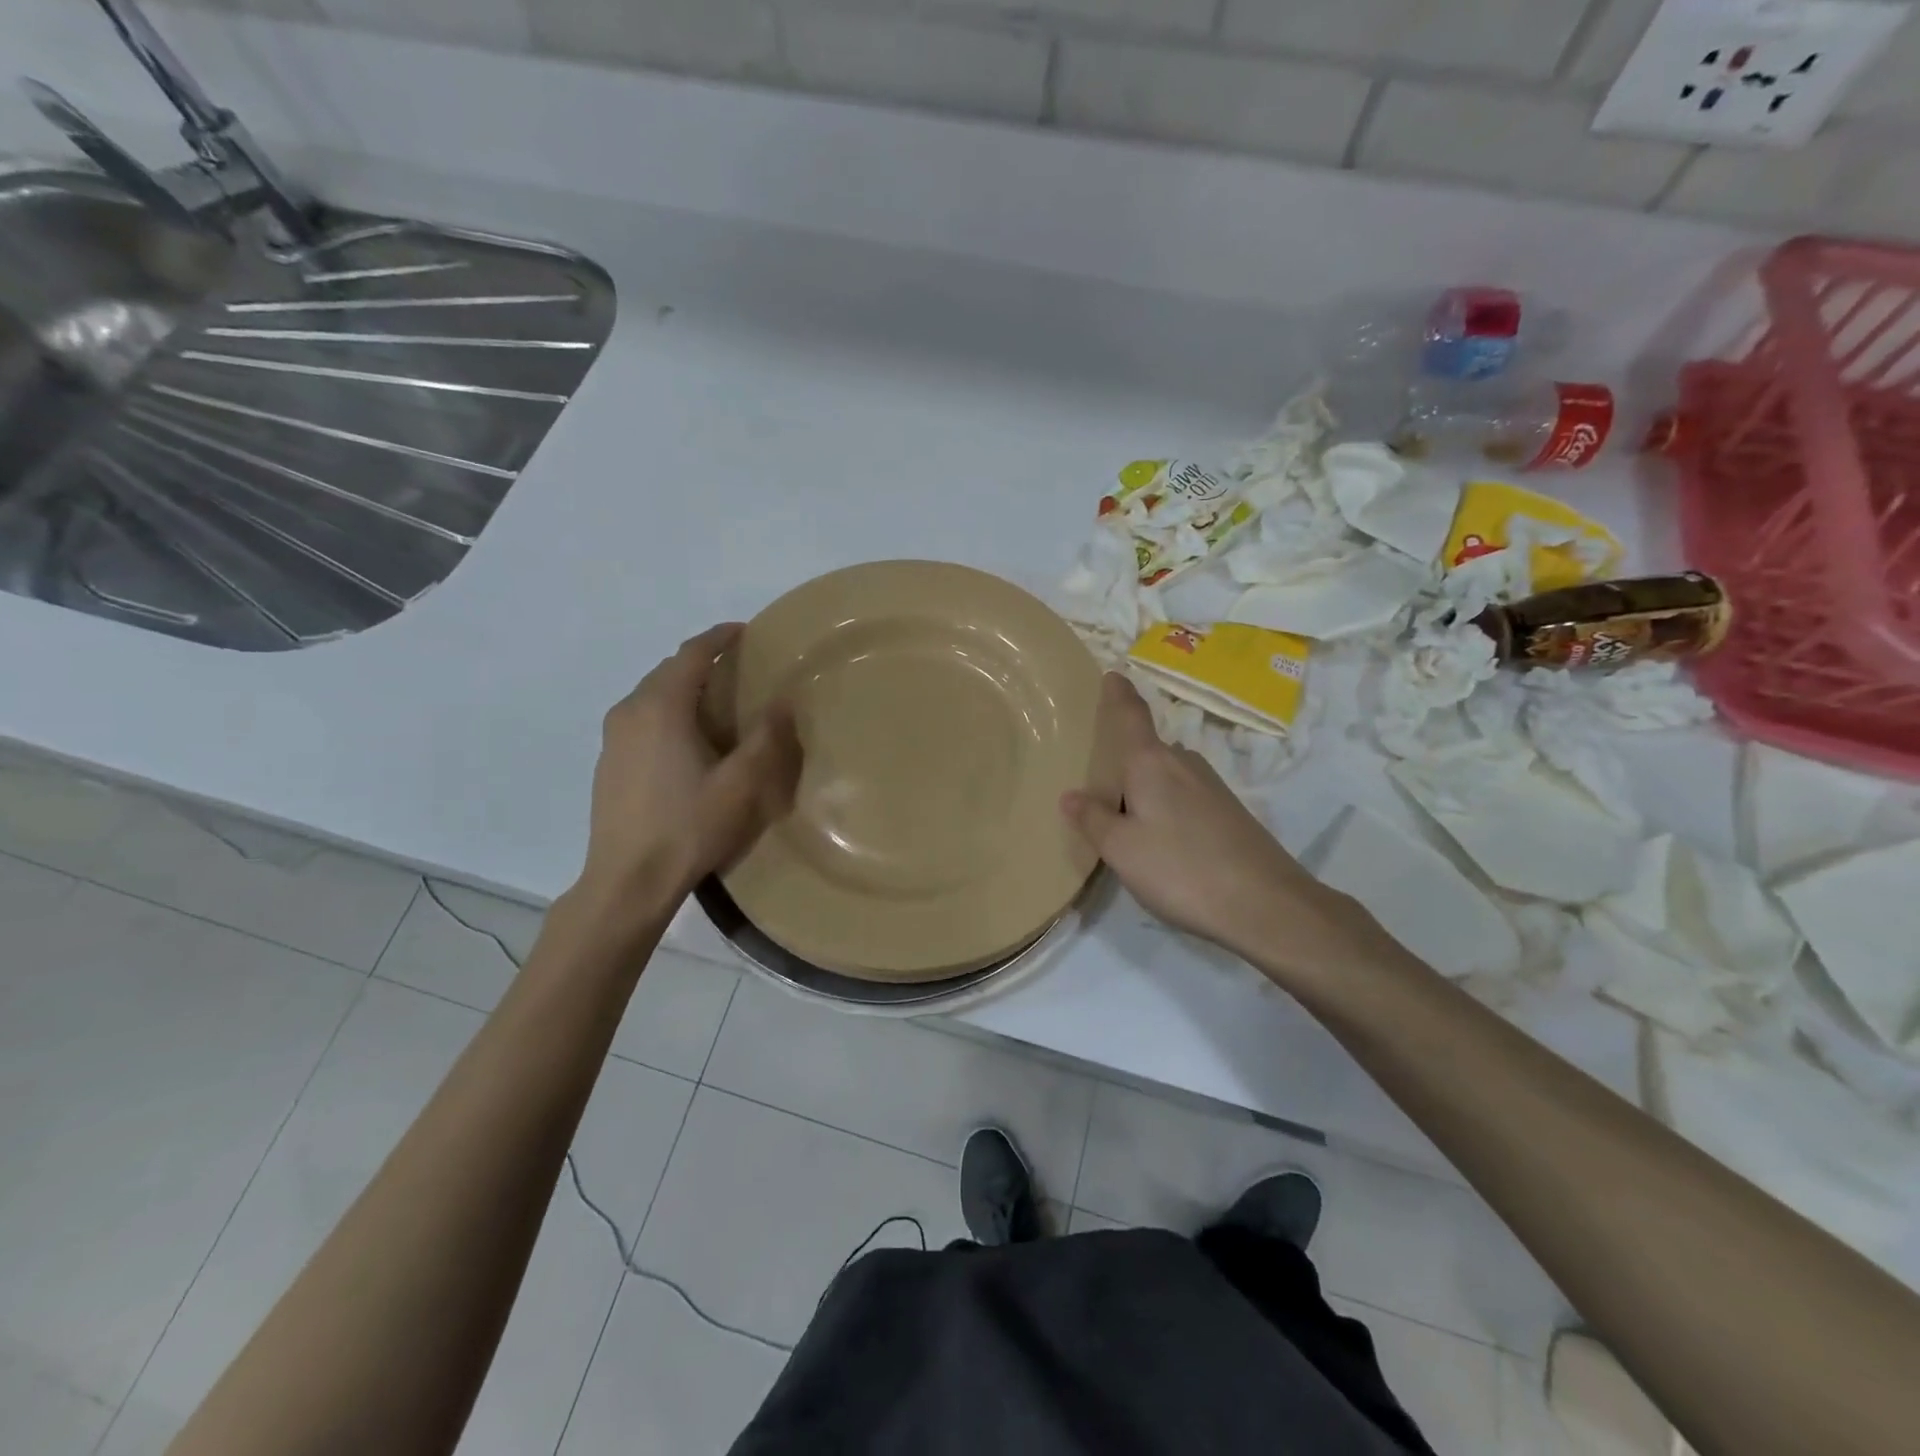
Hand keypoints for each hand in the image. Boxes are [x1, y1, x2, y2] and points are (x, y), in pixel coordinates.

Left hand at [577, 624, 801, 914]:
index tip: (744, 631)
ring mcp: (613, 737)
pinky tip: (686, 738)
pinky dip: (667, 711)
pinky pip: (641, 717)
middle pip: (668, 670)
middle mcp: (630, 711)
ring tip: (715, 700)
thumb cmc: (689, 826)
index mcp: (661, 707)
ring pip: (652, 694)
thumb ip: (766, 738)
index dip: (719, 637)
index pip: (691, 654)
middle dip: (702, 660)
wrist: (628, 879)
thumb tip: (782, 702)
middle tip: (737, 667)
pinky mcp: (608, 761)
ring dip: (683, 686)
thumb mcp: (741, 784)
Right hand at [1060, 674, 1376, 976]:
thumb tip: (1070, 796)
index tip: (1112, 674)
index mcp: (1152, 763)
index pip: (1131, 716)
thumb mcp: (1122, 849)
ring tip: (1122, 811)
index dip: (1118, 694)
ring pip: (1167, 774)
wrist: (1264, 904)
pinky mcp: (1229, 812)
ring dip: (1145, 784)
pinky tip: (1160, 835)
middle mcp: (1183, 764)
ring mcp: (1211, 787)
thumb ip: (1092, 820)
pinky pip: (1185, 794)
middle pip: (1147, 749)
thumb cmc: (1181, 868)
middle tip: (1096, 777)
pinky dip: (1166, 803)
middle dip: (1124, 756)